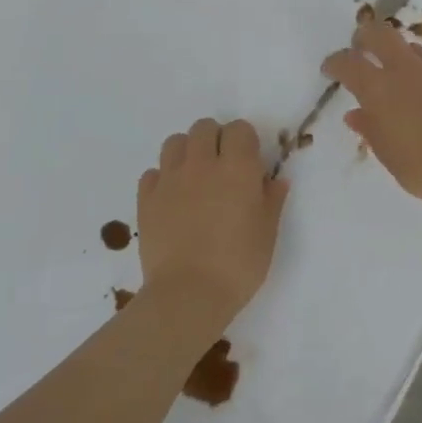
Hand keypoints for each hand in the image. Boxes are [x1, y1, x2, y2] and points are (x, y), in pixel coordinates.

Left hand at [137, 117, 288, 326]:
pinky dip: (163, 178)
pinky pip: (153, 172)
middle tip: (222, 167)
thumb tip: (275, 180)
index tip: (249, 162)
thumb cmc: (238, 265)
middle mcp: (201, 164)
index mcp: (237, 168)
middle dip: (215, 139)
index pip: (239, 129)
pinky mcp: (146, 198)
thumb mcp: (267, 234)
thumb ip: (271, 200)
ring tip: (195, 177)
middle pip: (204, 127)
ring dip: (187, 151)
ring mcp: (170, 179)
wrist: (188, 294)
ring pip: (175, 142)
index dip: (245, 141)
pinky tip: (172, 199)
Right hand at [322, 21, 421, 211]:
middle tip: (360, 47)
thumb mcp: (388, 154)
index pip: (348, 63)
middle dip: (365, 36)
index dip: (335, 62)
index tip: (330, 68)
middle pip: (380, 35)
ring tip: (396, 75)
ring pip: (412, 49)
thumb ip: (370, 129)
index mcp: (380, 90)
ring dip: (398, 55)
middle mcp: (407, 72)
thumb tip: (356, 114)